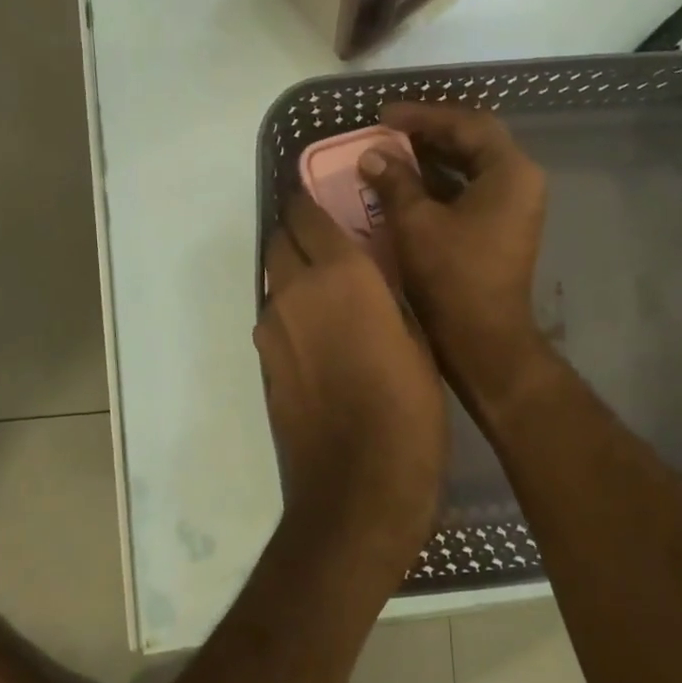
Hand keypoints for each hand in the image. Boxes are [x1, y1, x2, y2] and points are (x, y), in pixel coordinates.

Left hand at [255, 194, 446, 563]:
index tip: (321, 194)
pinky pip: (275, 319)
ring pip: (274, 280)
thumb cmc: (408, 410)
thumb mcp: (417, 340)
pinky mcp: (264, 366)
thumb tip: (374, 273)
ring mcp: (272, 331)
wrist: (357, 488)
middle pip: (279, 240)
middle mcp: (294, 292)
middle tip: (329, 238)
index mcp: (340, 275)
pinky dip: (291, 312)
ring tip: (328, 288)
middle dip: (298, 230)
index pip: (307, 213)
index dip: (309, 198)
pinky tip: (319, 334)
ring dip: (293, 272)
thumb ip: (388, 294)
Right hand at [359, 102, 549, 405]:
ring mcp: (515, 206)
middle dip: (429, 132)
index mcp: (510, 171)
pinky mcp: (503, 227)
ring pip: (472, 166)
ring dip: (433, 158)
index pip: (467, 123)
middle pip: (474, 140)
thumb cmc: (452, 277)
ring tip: (391, 153)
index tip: (383, 116)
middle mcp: (520, 181)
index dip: (422, 115)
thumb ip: (395, 181)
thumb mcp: (416, 223)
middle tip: (387, 130)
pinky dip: (441, 183)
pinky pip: (471, 190)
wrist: (483, 340)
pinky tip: (407, 185)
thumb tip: (372, 156)